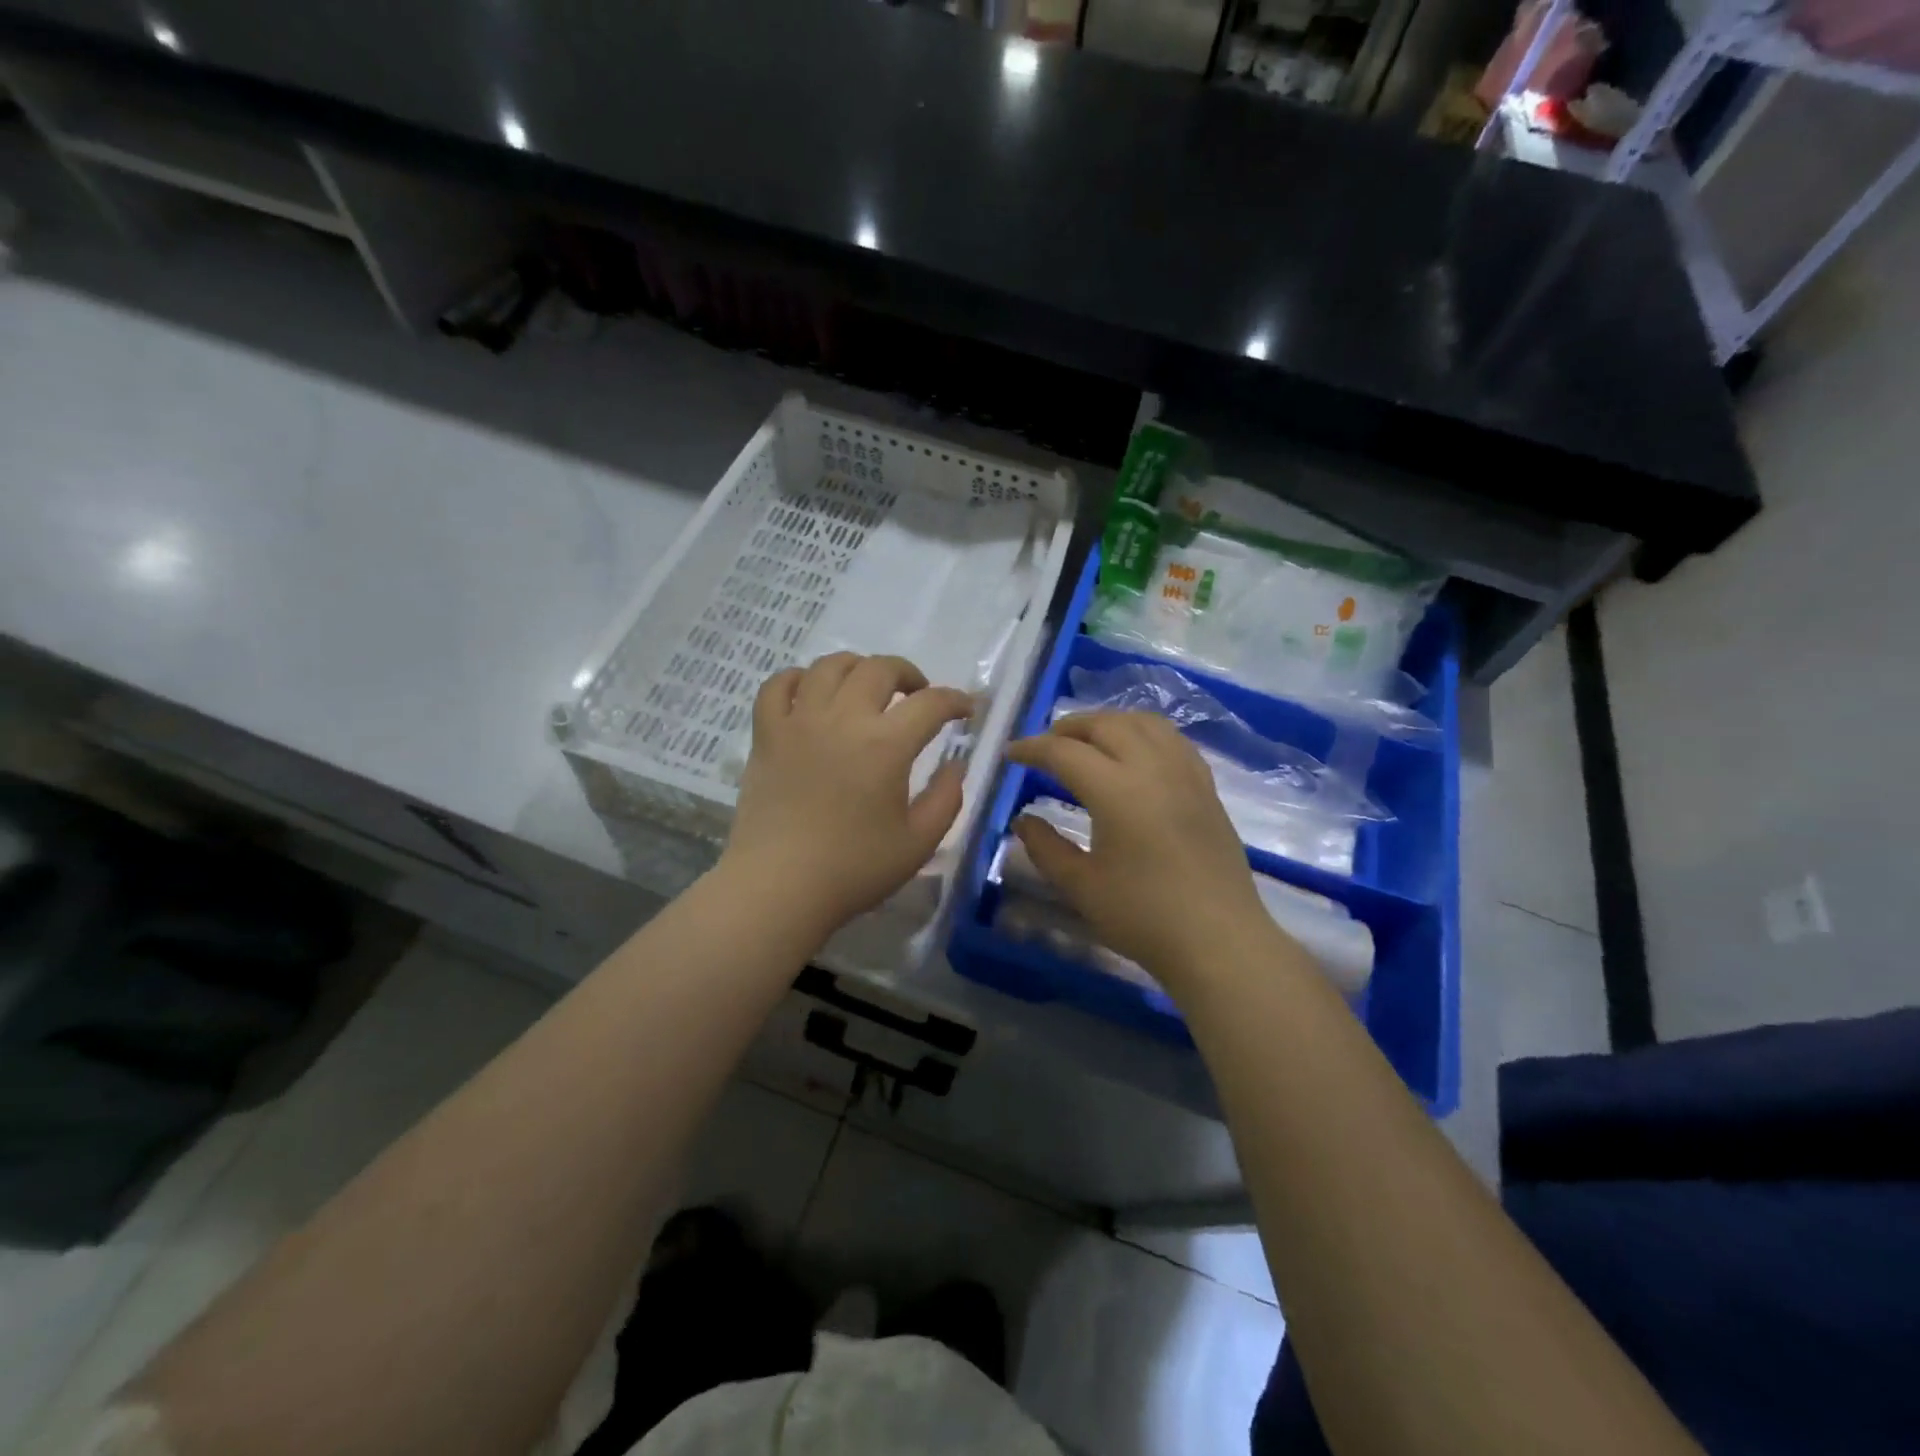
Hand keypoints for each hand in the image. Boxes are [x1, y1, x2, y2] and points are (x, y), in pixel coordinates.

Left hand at [720, 653, 973, 940]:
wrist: (778, 888)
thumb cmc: (853, 870)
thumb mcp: (919, 843)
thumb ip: (946, 798)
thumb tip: (956, 765)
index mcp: (886, 745)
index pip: (931, 703)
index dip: (956, 701)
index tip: (966, 710)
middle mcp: (843, 719)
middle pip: (880, 669)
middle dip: (908, 675)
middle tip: (917, 697)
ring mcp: (799, 722)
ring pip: (829, 666)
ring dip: (857, 668)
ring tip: (866, 688)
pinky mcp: (767, 735)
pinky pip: (777, 686)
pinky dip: (798, 679)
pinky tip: (811, 694)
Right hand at [1007, 712, 1277, 991]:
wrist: (1219, 941)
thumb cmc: (1144, 916)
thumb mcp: (1082, 886)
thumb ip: (1046, 848)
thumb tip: (1022, 821)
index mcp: (1117, 790)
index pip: (1064, 752)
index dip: (1032, 748)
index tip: (1010, 754)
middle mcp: (1153, 768)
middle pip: (1105, 725)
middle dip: (1068, 727)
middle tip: (1044, 746)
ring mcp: (1186, 774)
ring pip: (1143, 722)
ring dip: (1108, 723)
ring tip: (1088, 741)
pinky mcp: (1207, 787)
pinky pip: (1172, 739)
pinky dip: (1143, 733)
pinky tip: (1135, 754)